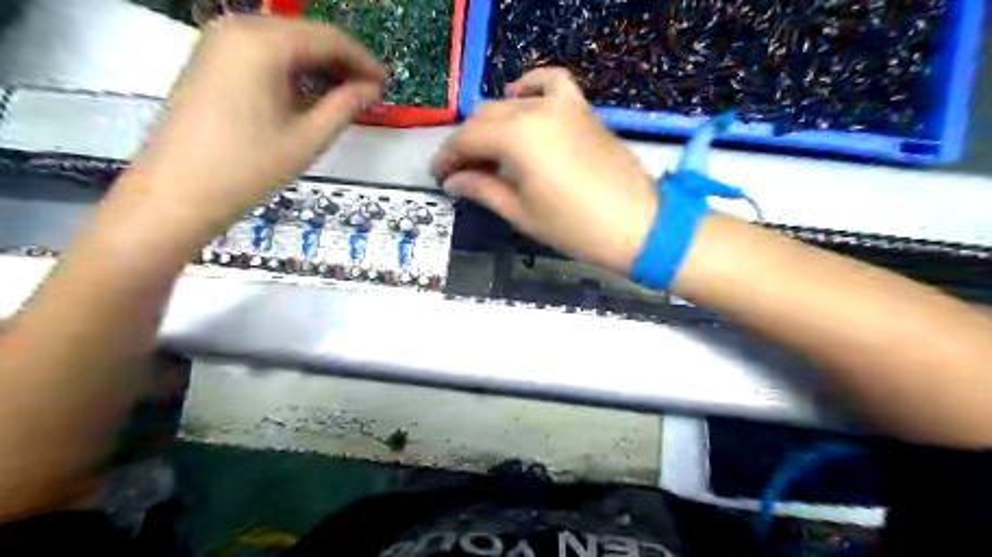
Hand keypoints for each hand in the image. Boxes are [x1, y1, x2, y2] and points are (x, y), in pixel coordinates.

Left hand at [124, 15, 386, 231]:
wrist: (178, 191)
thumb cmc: (249, 167)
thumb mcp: (308, 138)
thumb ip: (345, 106)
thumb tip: (372, 88)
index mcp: (264, 43)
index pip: (328, 38)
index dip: (363, 60)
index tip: (387, 83)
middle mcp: (238, 28)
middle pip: (306, 34)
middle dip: (342, 61)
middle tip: (369, 91)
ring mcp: (219, 41)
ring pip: (285, 41)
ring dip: (319, 65)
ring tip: (346, 95)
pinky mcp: (210, 58)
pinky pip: (263, 51)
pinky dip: (293, 68)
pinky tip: (310, 92)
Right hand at [436, 68, 657, 276]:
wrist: (636, 224)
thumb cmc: (574, 227)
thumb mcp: (520, 213)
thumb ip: (482, 189)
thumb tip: (452, 182)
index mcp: (516, 137)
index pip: (467, 139)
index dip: (447, 157)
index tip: (439, 175)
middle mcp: (535, 110)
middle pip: (485, 118)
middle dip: (467, 144)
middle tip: (462, 172)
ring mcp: (562, 104)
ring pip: (510, 102)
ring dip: (492, 124)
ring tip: (489, 151)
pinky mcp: (581, 107)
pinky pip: (550, 83)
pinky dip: (530, 87)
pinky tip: (520, 99)